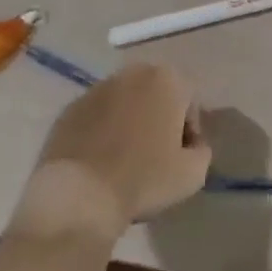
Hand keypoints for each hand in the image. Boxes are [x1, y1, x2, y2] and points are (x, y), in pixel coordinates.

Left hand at [6, 63, 211, 243]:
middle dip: (158, 121)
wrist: (78, 197)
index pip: (189, 103)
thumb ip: (202, 151)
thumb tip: (193, 146)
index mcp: (167, 79)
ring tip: (123, 161)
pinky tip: (98, 163)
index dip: (188, 133)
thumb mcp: (192, 174)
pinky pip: (95, 118)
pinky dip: (100, 133)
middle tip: (154, 157)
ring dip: (129, 124)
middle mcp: (133, 73)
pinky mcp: (69, 109)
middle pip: (156, 97)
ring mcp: (97, 89)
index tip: (180, 159)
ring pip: (124, 104)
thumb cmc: (143, 180)